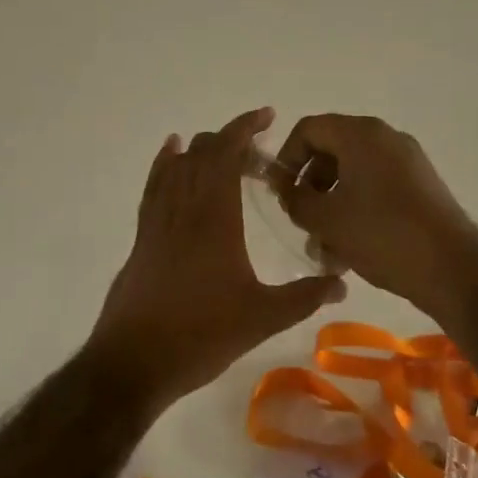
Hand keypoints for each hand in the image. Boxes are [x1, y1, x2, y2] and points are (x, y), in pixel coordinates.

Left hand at [87, 107, 346, 414]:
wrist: (134, 360)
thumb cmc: (201, 335)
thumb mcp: (262, 318)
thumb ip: (304, 296)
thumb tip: (342, 282)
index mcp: (214, 218)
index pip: (226, 153)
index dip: (245, 127)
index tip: (267, 116)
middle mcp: (183, 208)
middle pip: (202, 153)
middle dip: (231, 140)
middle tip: (260, 155)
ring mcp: (158, 220)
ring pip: (177, 165)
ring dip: (202, 151)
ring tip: (226, 153)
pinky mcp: (142, 236)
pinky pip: (154, 185)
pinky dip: (165, 163)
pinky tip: (170, 156)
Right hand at [274, 114, 477, 320]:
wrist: (452, 269)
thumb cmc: (381, 234)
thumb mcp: (325, 219)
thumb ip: (294, 197)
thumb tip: (282, 185)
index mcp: (361, 134)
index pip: (309, 129)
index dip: (286, 158)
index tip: (281, 192)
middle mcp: (386, 138)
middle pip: (332, 150)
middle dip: (310, 186)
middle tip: (301, 220)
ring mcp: (407, 162)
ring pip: (354, 174)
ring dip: (331, 205)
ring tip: (324, 248)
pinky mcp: (421, 187)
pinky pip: (376, 187)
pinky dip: (357, 210)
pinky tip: (349, 250)